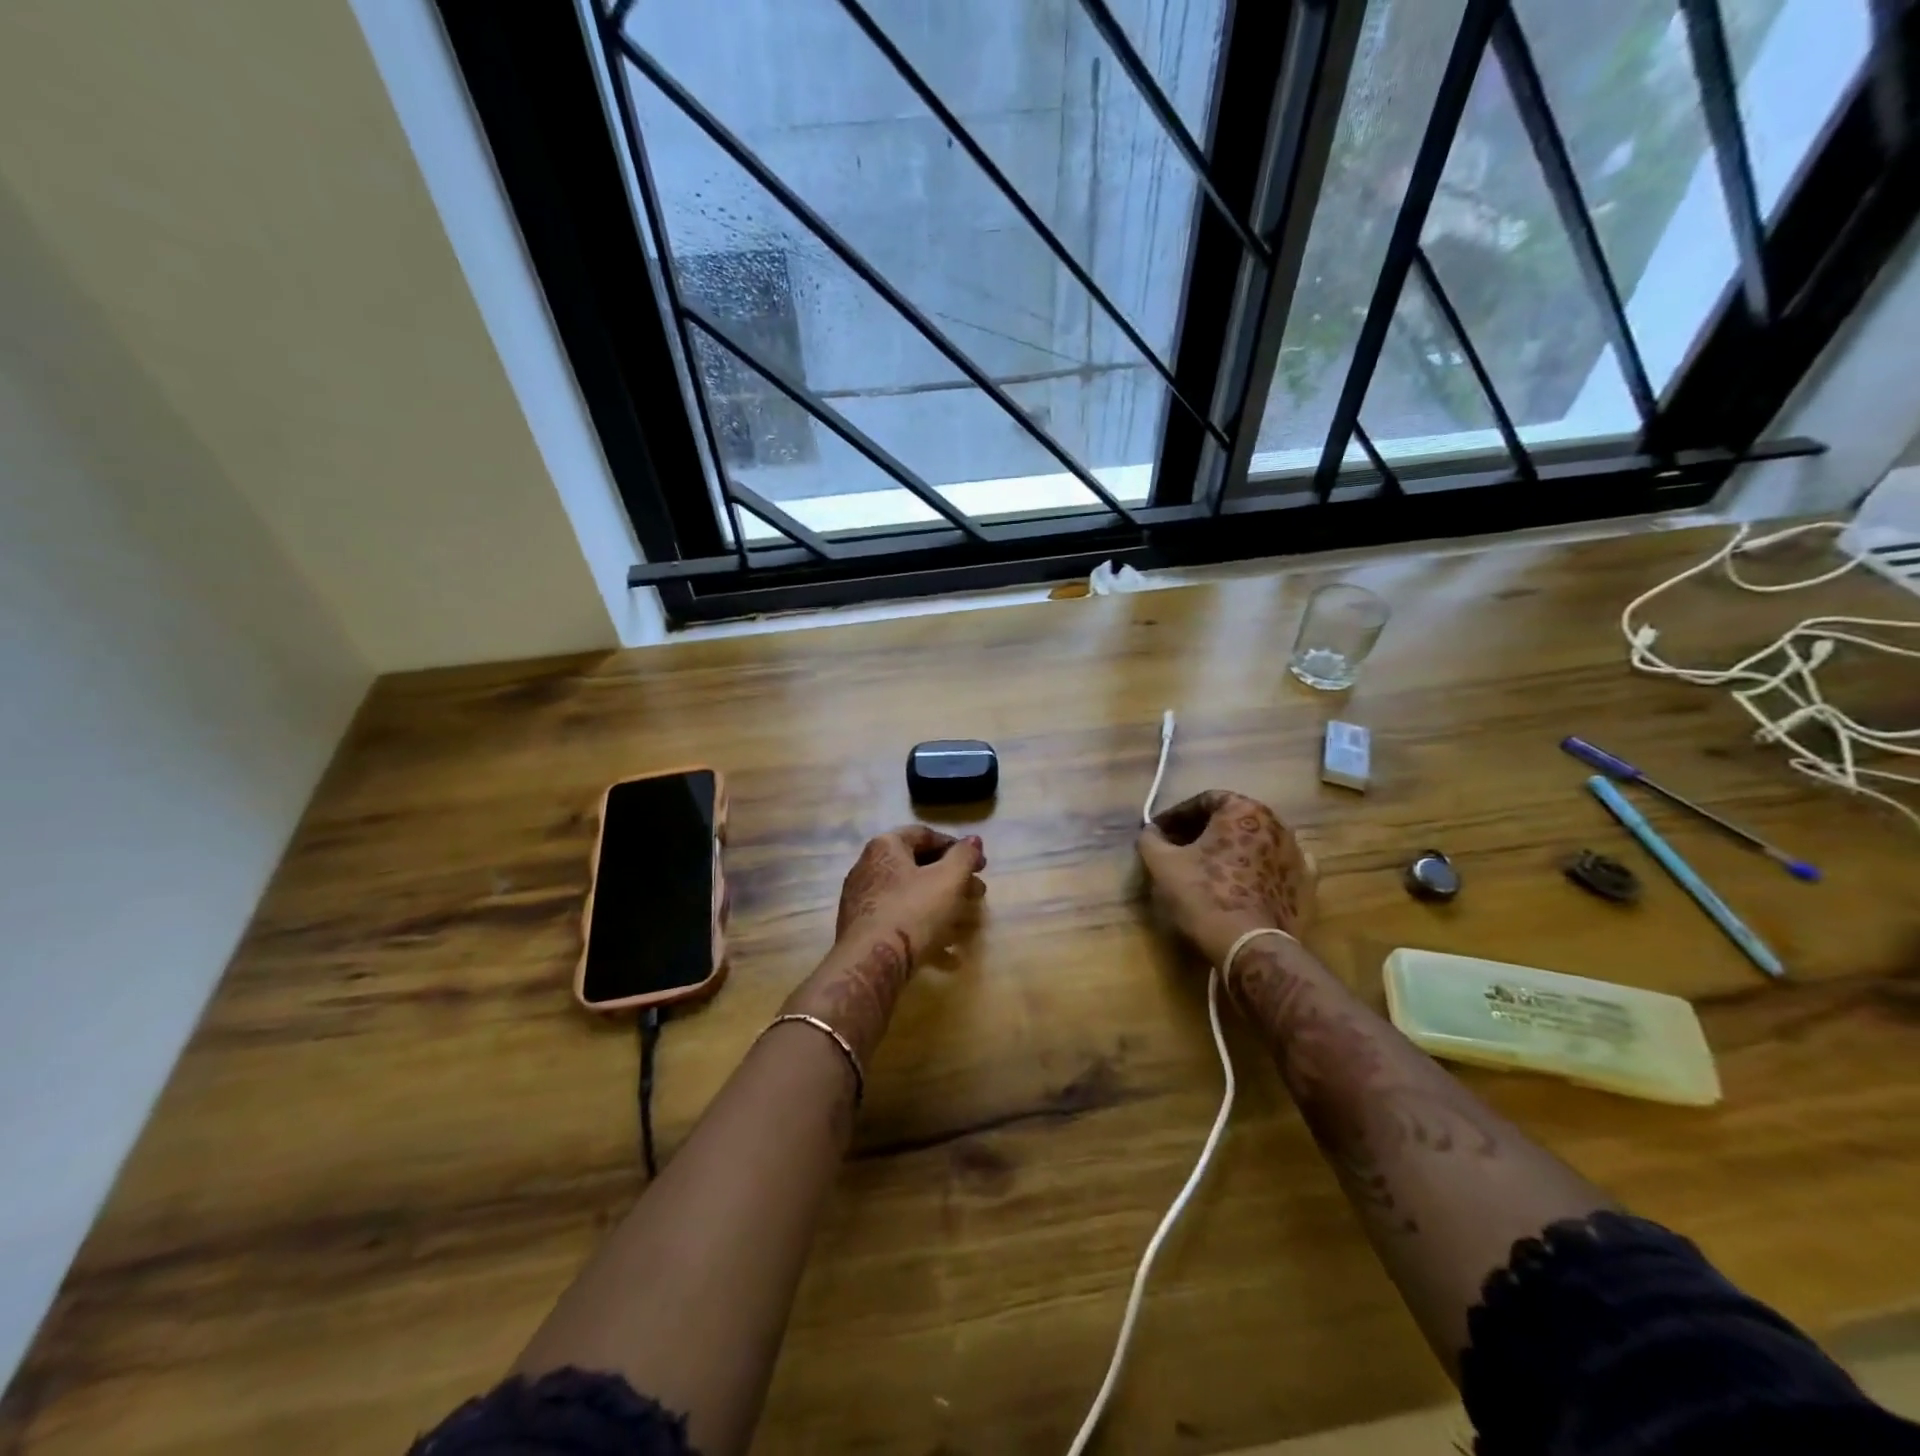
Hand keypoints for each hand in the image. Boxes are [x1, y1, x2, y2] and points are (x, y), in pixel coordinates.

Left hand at [833, 825, 986, 964]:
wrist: (870, 963)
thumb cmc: (912, 911)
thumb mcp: (948, 880)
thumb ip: (964, 856)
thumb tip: (974, 840)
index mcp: (885, 847)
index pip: (925, 835)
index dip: (957, 847)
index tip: (980, 865)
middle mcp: (869, 867)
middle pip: (919, 867)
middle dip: (953, 881)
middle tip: (978, 894)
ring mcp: (863, 901)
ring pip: (911, 898)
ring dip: (943, 909)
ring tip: (967, 925)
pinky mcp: (863, 931)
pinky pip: (900, 923)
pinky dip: (925, 933)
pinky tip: (949, 956)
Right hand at [1137, 790, 1313, 966]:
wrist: (1249, 946)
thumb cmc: (1203, 895)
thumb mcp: (1162, 864)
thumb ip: (1151, 839)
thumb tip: (1151, 831)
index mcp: (1243, 810)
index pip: (1204, 800)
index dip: (1177, 815)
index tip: (1159, 831)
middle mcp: (1276, 824)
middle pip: (1232, 819)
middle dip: (1204, 831)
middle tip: (1180, 848)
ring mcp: (1296, 854)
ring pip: (1256, 842)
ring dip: (1232, 849)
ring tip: (1210, 868)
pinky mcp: (1306, 885)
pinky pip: (1277, 867)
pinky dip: (1260, 869)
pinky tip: (1246, 881)